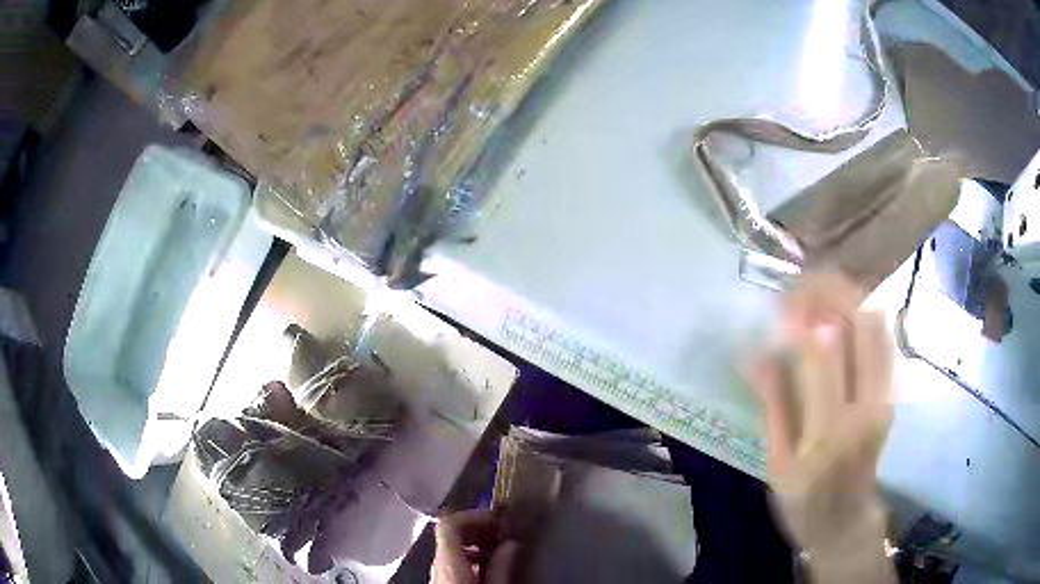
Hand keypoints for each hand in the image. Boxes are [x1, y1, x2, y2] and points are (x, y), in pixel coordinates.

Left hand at [432, 509, 519, 583]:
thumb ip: (500, 564)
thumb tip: (510, 544)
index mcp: (447, 560)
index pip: (449, 523)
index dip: (472, 515)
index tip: (496, 519)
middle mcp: (437, 561)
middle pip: (450, 531)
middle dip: (478, 527)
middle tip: (501, 533)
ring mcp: (437, 570)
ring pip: (452, 545)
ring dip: (475, 541)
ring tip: (498, 550)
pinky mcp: (442, 578)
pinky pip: (452, 558)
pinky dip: (470, 554)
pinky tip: (487, 565)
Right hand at [749, 274, 894, 582]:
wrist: (847, 521)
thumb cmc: (804, 502)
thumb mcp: (776, 464)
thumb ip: (772, 405)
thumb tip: (755, 352)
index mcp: (829, 431)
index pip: (823, 351)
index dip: (801, 315)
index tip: (779, 303)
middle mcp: (867, 405)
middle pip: (862, 321)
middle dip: (830, 290)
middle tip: (801, 287)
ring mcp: (886, 396)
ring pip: (878, 322)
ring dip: (849, 297)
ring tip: (818, 295)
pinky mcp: (893, 392)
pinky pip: (884, 337)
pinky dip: (863, 314)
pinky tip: (841, 316)